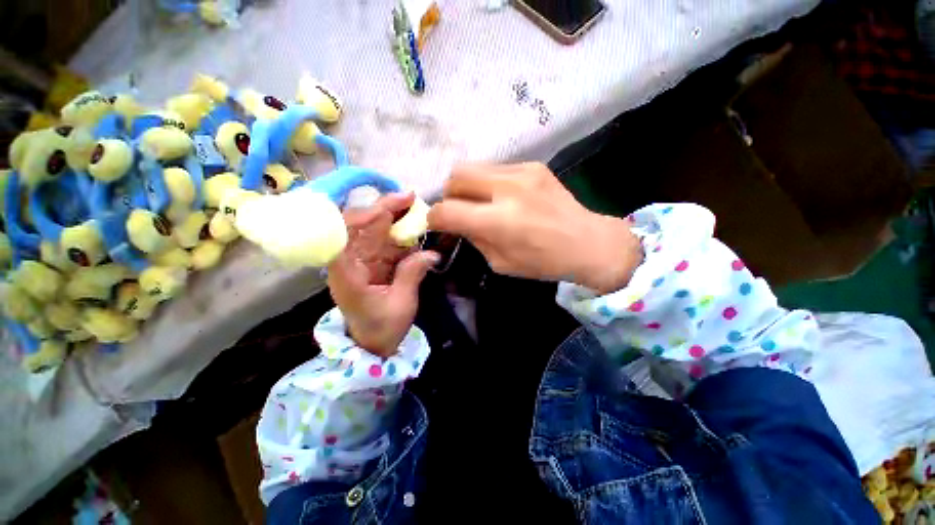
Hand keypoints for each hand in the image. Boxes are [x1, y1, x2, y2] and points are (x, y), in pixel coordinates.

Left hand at [328, 193, 438, 356]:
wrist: (375, 342)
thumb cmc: (382, 328)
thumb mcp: (400, 304)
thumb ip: (412, 275)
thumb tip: (432, 253)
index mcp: (347, 274)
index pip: (340, 238)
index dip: (359, 219)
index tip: (384, 210)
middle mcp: (351, 262)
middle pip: (362, 228)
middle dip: (385, 209)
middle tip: (410, 197)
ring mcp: (364, 260)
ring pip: (376, 231)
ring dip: (395, 217)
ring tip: (416, 207)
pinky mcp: (376, 262)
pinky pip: (388, 242)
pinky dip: (402, 233)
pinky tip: (414, 225)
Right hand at [428, 163, 642, 293]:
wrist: (588, 242)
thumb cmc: (543, 262)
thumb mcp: (500, 262)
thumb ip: (475, 239)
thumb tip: (458, 223)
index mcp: (498, 222)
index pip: (447, 211)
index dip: (434, 218)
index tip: (436, 224)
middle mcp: (506, 190)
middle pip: (455, 177)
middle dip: (448, 195)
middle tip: (457, 210)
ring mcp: (521, 172)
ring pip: (473, 167)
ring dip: (467, 186)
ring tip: (479, 202)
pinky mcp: (532, 165)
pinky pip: (495, 168)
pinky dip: (488, 182)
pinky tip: (502, 197)